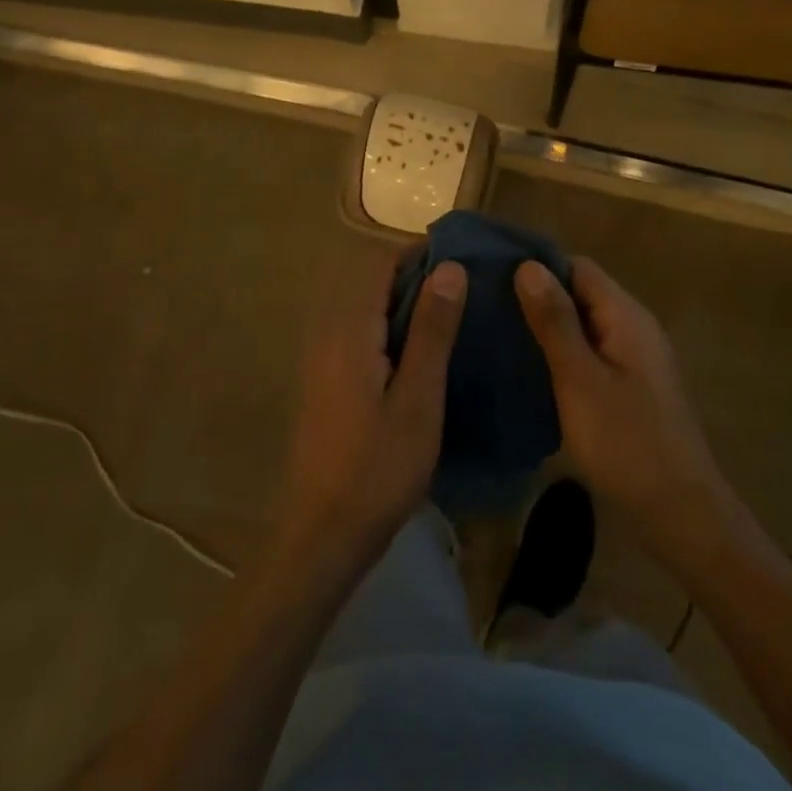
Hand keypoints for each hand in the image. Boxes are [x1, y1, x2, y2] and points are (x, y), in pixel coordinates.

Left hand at [275, 255, 466, 577]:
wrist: (324, 535)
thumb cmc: (378, 468)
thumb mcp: (418, 398)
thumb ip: (432, 330)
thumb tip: (450, 268)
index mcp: (349, 329)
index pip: (380, 263)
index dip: (421, 255)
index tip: (465, 262)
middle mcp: (328, 333)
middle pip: (372, 283)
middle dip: (418, 279)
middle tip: (469, 293)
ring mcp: (323, 359)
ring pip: (367, 310)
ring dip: (406, 306)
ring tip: (455, 320)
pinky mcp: (327, 382)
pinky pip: (361, 336)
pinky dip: (392, 331)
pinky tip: (424, 357)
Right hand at [515, 257, 727, 557]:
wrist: (680, 512)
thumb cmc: (626, 442)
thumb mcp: (580, 379)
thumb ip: (555, 322)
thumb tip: (528, 266)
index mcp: (626, 316)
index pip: (578, 267)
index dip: (537, 266)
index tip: (493, 275)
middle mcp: (634, 327)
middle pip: (582, 293)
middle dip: (537, 296)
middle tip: (486, 307)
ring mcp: (635, 358)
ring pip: (584, 325)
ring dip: (547, 326)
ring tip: (498, 334)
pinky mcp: (630, 386)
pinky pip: (590, 353)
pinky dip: (560, 353)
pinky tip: (529, 369)